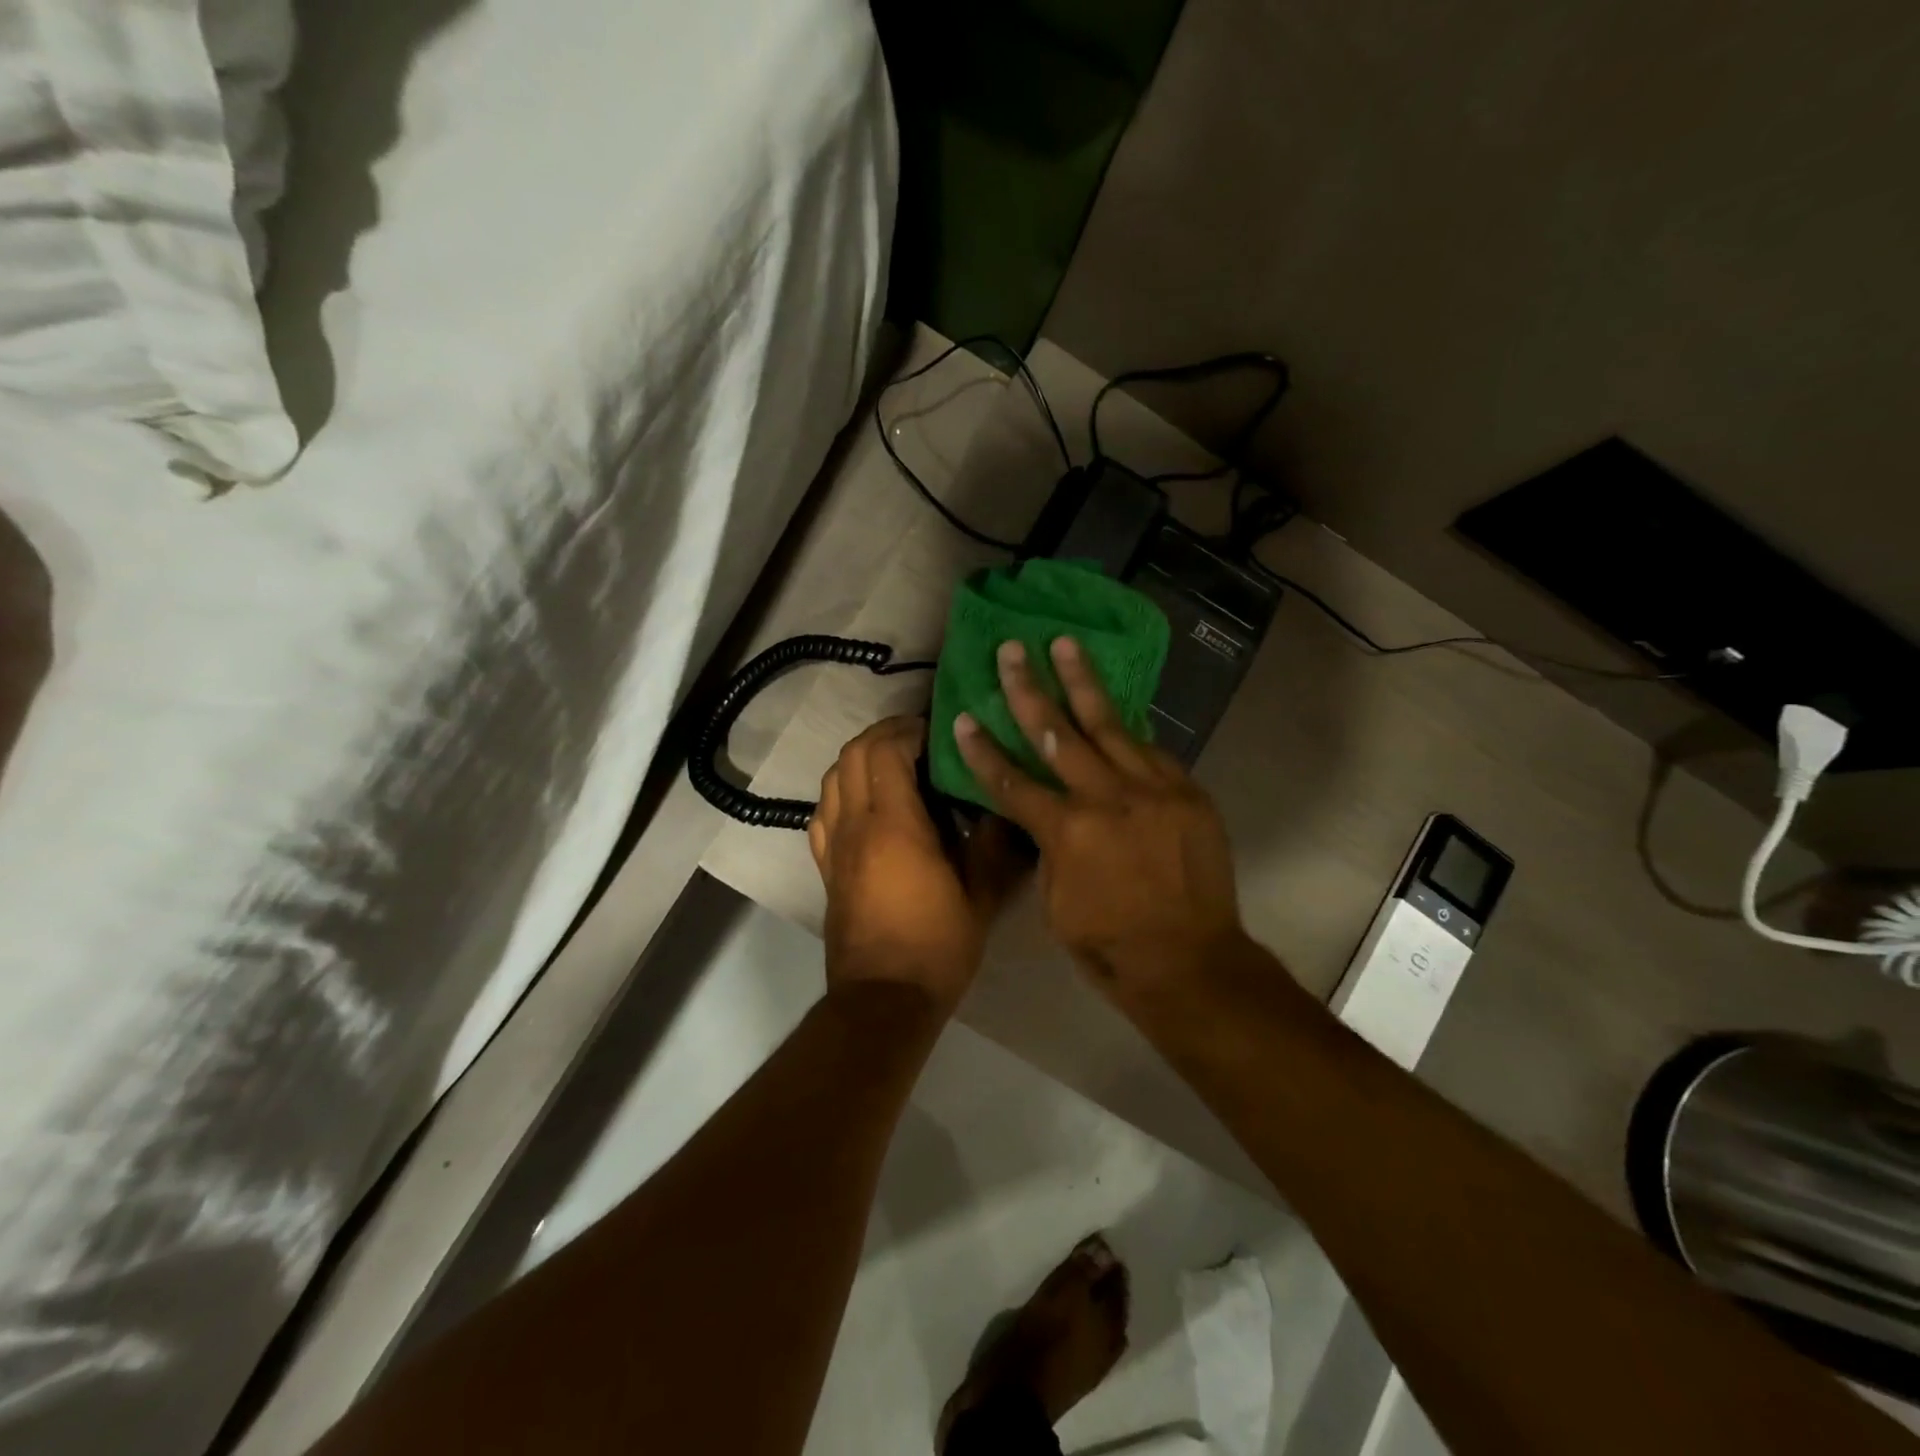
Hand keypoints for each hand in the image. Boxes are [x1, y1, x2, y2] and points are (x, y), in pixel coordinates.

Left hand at [810, 717, 1022, 1013]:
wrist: (884, 1000)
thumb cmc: (937, 947)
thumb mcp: (980, 895)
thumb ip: (992, 844)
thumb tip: (1003, 807)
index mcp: (894, 825)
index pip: (886, 751)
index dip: (907, 730)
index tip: (935, 730)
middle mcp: (856, 826)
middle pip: (851, 755)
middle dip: (881, 734)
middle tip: (916, 737)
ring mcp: (835, 847)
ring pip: (831, 779)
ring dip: (858, 758)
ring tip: (892, 762)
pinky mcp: (825, 868)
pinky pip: (823, 813)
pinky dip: (840, 791)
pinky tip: (863, 802)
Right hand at [952, 639, 1245, 995]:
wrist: (1191, 962)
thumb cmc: (1110, 945)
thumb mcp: (1056, 902)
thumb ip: (1048, 847)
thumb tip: (1045, 814)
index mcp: (1067, 831)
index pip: (1012, 781)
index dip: (982, 751)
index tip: (962, 717)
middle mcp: (1107, 798)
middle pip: (1058, 733)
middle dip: (1028, 689)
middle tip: (1012, 650)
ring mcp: (1153, 790)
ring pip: (1110, 724)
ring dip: (1083, 682)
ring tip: (1066, 644)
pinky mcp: (1187, 792)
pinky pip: (1152, 751)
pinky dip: (1128, 732)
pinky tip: (1115, 712)